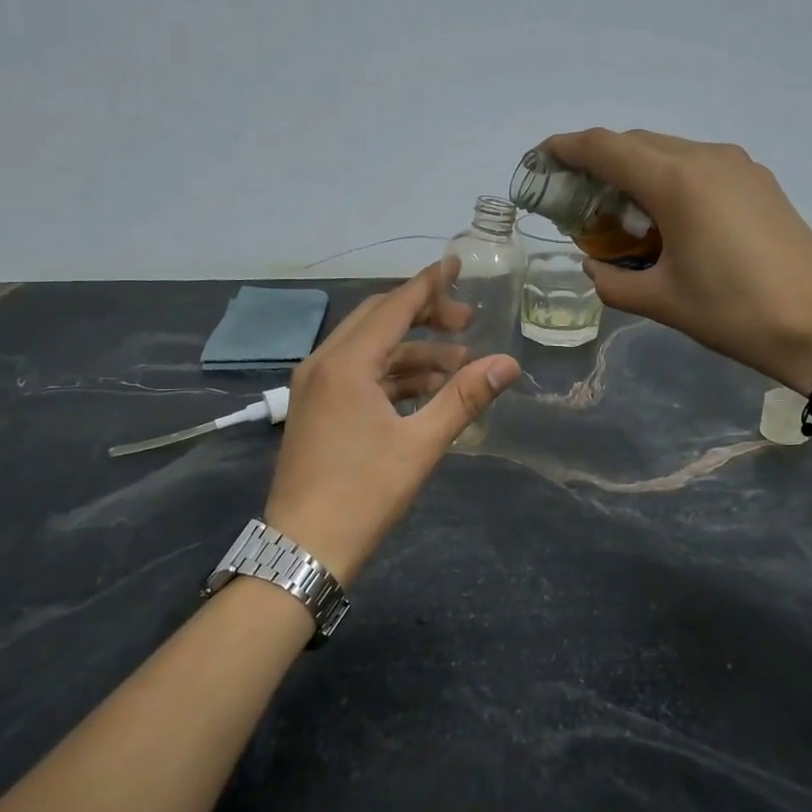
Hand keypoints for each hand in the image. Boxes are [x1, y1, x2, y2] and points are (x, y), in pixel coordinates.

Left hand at [262, 262, 519, 584]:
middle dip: (425, 316)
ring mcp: (314, 386)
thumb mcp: (420, 445)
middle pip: (379, 320)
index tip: (457, 263)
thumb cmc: (363, 495)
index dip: (429, 284)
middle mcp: (323, 364)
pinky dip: (392, 375)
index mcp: (346, 364)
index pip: (394, 307)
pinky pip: (358, 374)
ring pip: (369, 349)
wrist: (302, 548)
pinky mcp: (315, 408)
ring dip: (412, 351)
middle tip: (468, 324)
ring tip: (458, 365)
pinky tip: (425, 390)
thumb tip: (509, 364)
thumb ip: (464, 398)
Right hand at [543, 129, 811, 388]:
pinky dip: (668, 180)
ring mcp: (738, 166)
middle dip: (599, 162)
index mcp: (676, 181)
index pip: (604, 147)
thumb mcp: (661, 302)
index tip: (541, 158)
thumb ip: (613, 281)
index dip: (566, 148)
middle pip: (636, 143)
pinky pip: (698, 166)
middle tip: (575, 197)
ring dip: (635, 171)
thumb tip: (595, 268)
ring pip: (669, 152)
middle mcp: (706, 157)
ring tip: (618, 211)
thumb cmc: (734, 313)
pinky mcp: (758, 182)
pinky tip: (665, 218)